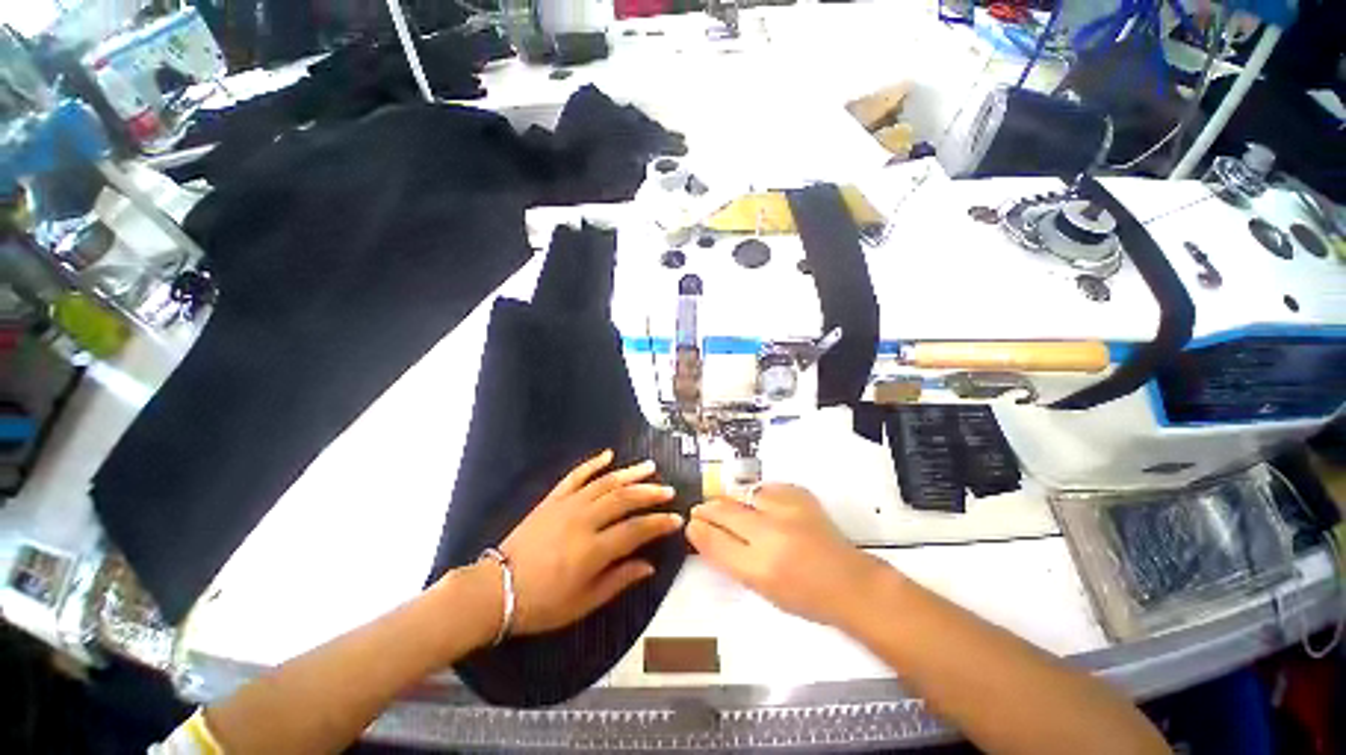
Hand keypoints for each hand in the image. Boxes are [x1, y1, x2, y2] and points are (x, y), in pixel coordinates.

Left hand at [495, 450, 682, 635]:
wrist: (494, 590)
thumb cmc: (541, 604)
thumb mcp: (583, 603)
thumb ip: (619, 580)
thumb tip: (649, 566)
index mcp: (593, 550)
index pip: (636, 530)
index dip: (659, 523)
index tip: (677, 519)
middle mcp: (583, 520)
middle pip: (624, 499)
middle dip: (650, 493)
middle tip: (669, 490)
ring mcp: (567, 505)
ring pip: (605, 482)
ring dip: (630, 473)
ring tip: (650, 466)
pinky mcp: (552, 499)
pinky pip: (576, 475)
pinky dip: (593, 463)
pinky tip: (608, 454)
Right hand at [686, 484, 886, 627]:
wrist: (849, 582)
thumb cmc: (803, 595)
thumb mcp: (760, 587)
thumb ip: (729, 558)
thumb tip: (704, 534)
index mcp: (760, 567)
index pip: (716, 540)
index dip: (699, 529)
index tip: (692, 524)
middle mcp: (772, 534)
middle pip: (725, 511)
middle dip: (708, 509)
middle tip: (701, 510)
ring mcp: (788, 511)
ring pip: (744, 494)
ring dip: (732, 500)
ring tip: (731, 507)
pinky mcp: (801, 496)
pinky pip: (766, 487)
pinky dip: (758, 495)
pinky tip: (759, 504)